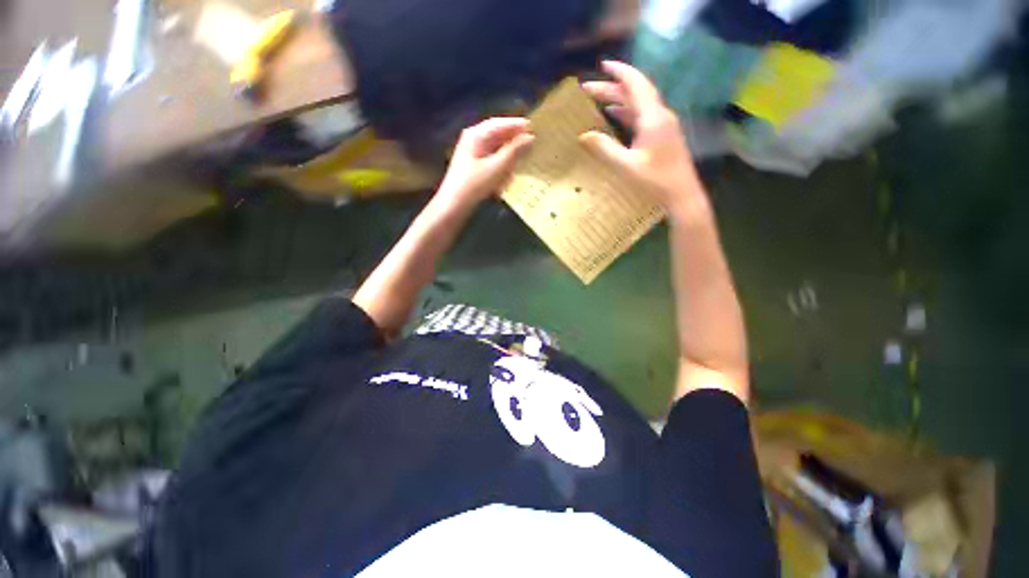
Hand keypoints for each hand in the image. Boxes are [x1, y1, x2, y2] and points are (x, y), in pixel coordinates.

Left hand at [436, 117, 534, 209]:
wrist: (454, 205)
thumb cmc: (475, 184)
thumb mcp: (497, 167)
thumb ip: (514, 151)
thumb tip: (529, 138)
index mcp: (476, 135)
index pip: (499, 124)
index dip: (515, 125)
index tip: (532, 127)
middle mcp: (473, 141)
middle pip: (497, 138)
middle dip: (512, 146)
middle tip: (529, 149)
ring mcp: (472, 155)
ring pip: (495, 153)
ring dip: (506, 162)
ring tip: (514, 172)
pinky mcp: (473, 169)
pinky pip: (491, 165)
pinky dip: (499, 171)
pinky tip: (503, 184)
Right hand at [580, 61, 708, 222]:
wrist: (681, 194)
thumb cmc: (655, 181)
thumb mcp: (626, 166)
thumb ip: (605, 149)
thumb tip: (584, 135)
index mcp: (653, 117)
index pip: (635, 84)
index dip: (619, 72)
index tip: (602, 65)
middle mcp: (660, 115)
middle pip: (635, 93)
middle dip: (612, 87)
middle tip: (588, 88)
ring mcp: (663, 125)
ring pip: (639, 104)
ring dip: (619, 99)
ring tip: (598, 99)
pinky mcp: (663, 135)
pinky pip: (642, 116)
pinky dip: (626, 112)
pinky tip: (615, 116)